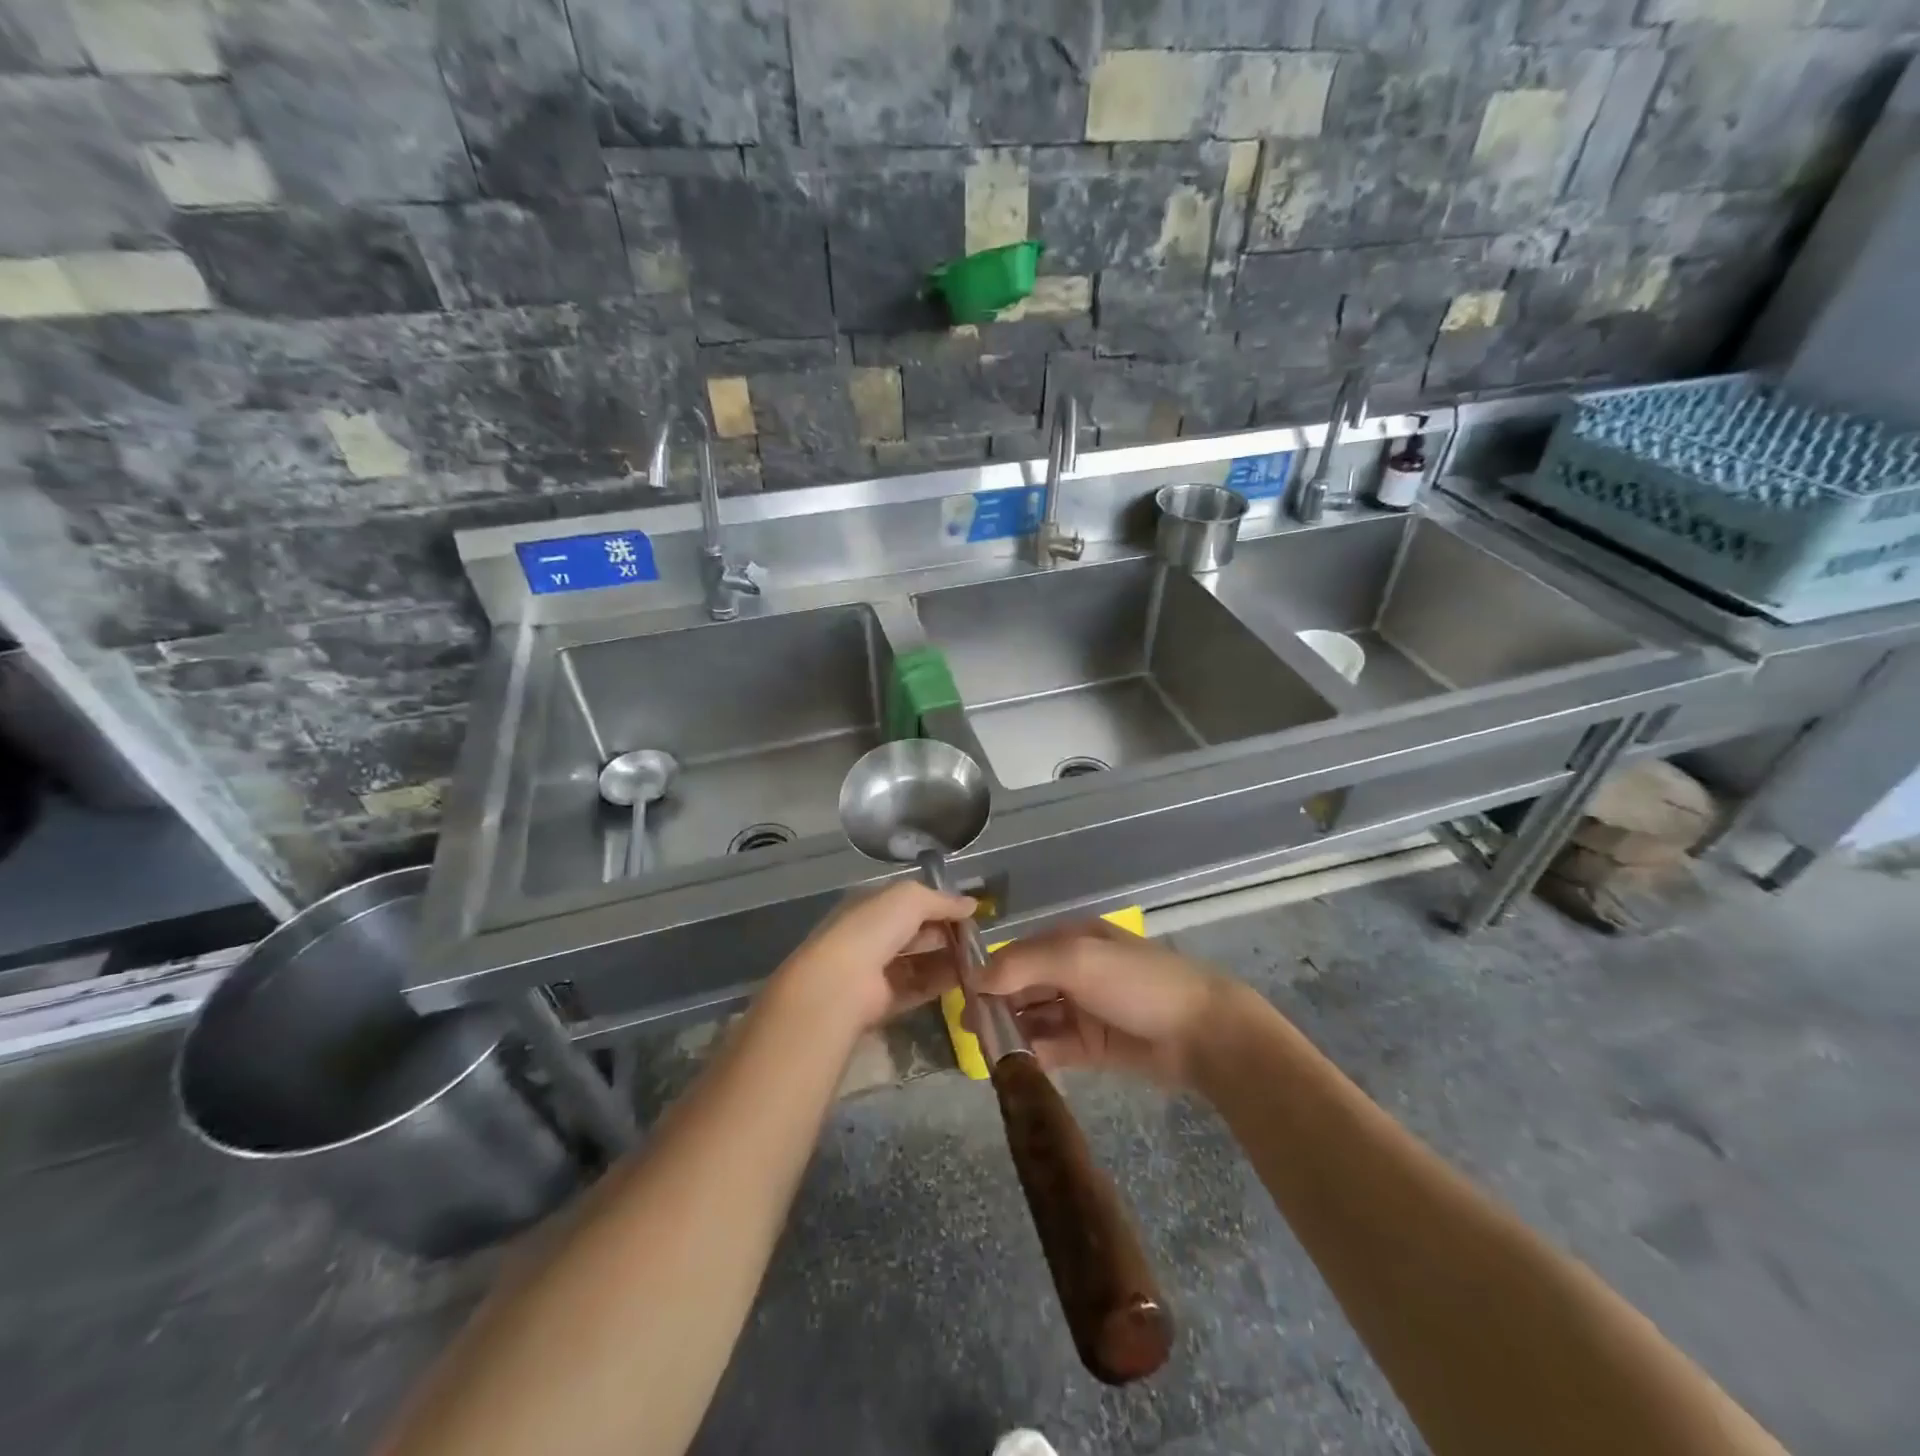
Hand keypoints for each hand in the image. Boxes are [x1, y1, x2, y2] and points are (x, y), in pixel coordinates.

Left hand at [769, 880, 975, 1038]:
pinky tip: (965, 980)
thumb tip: (972, 904)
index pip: (910, 902)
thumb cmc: (874, 928)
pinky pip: (918, 988)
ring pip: (919, 961)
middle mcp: (873, 935)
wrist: (842, 982)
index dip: (940, 905)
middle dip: (946, 933)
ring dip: (947, 959)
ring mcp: (877, 969)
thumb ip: (942, 900)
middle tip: (978, 938)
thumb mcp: (910, 898)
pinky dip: (940, 983)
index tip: (971, 912)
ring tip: (978, 960)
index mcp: (872, 906)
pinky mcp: (884, 1000)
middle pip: (916, 932)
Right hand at [978, 921, 1233, 1087]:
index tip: (962, 996)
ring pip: (1035, 1017)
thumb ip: (1023, 965)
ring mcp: (1084, 1009)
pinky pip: (1053, 1046)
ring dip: (1011, 1031)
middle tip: (969, 1029)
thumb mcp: (1078, 960)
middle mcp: (1074, 971)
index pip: (1018, 954)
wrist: (1203, 1033)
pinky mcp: (1093, 1046)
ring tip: (985, 1051)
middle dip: (997, 1004)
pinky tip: (1012, 1067)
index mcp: (1071, 940)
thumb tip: (975, 978)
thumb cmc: (1137, 983)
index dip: (990, 973)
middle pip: (1024, 986)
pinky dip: (1033, 1053)